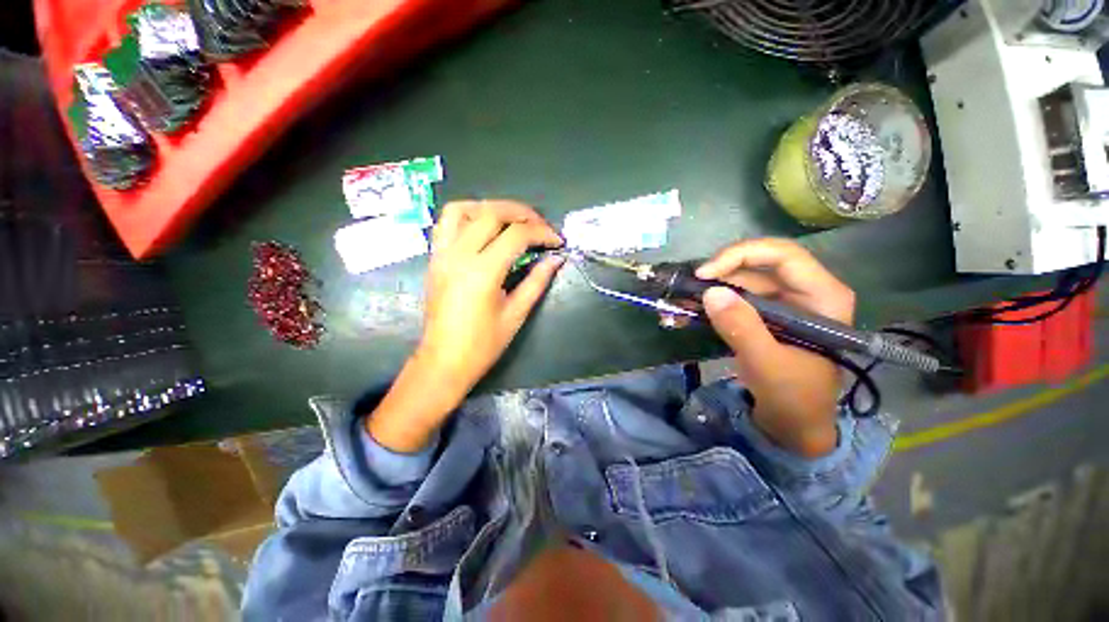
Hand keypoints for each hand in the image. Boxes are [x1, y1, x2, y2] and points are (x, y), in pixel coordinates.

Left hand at [367, 200, 563, 451]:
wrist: (443, 361)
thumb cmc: (482, 345)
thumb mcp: (516, 313)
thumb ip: (537, 281)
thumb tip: (556, 259)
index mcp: (482, 272)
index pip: (517, 235)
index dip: (542, 233)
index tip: (557, 242)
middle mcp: (459, 255)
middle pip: (492, 212)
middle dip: (522, 213)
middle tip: (541, 226)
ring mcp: (442, 254)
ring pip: (464, 209)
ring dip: (492, 207)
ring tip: (512, 220)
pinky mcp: (435, 258)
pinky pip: (446, 223)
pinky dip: (468, 215)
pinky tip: (484, 227)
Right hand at [695, 239, 854, 456]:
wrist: (793, 425)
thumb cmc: (793, 397)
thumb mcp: (767, 364)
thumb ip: (741, 328)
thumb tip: (710, 292)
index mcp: (821, 296)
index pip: (782, 255)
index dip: (740, 256)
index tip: (704, 275)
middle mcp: (802, 292)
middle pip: (755, 267)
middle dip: (717, 277)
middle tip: (685, 291)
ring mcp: (780, 304)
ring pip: (738, 283)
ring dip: (706, 292)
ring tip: (677, 305)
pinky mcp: (761, 316)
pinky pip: (731, 301)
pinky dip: (707, 306)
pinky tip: (684, 314)